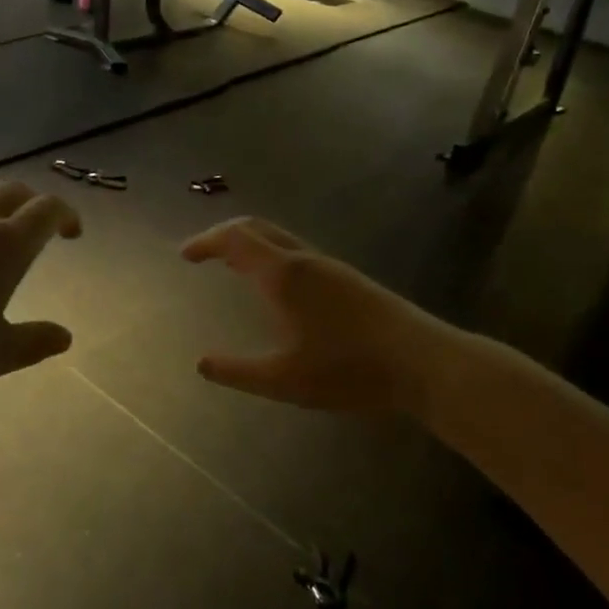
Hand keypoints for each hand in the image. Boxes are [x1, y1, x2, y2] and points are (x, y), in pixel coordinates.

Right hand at [181, 218, 450, 416]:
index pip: (235, 239)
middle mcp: (304, 260)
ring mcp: (330, 266)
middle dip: (224, 234)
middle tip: (203, 253)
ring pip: (279, 238)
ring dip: (249, 243)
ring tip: (231, 266)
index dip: (206, 241)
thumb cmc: (350, 370)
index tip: (185, 255)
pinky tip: (275, 285)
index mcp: (284, 276)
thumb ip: (239, 372)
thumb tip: (202, 363)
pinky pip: (296, 251)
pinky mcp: (347, 278)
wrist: (423, 363)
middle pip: (256, 228)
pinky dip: (270, 254)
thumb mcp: (285, 380)